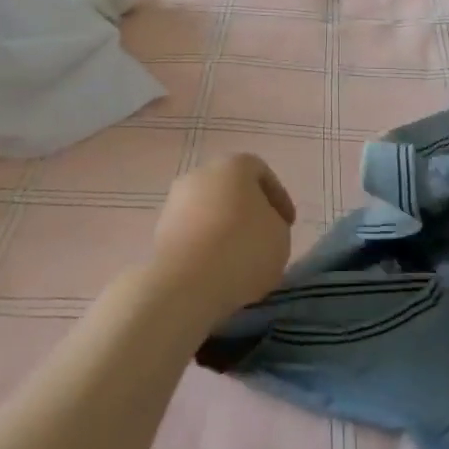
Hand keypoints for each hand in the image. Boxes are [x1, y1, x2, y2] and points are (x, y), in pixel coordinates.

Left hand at [149, 154, 294, 326]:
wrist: (187, 282)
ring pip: (209, 209)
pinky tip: (216, 267)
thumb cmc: (244, 249)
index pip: (261, 173)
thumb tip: (260, 225)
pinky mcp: (160, 228)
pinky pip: (192, 231)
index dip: (278, 198)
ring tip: (238, 259)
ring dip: (223, 228)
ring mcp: (176, 200)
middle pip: (231, 189)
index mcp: (234, 165)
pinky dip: (205, 244)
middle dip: (248, 211)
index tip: (287, 225)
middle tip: (263, 238)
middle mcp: (201, 173)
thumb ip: (275, 223)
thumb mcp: (280, 236)